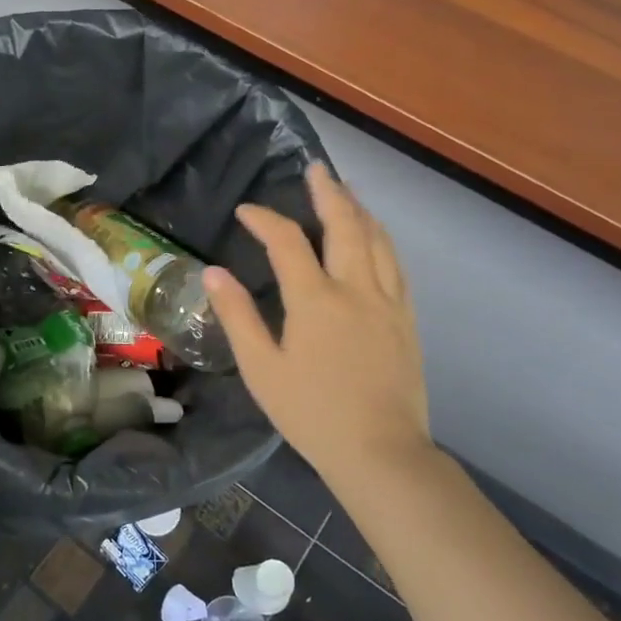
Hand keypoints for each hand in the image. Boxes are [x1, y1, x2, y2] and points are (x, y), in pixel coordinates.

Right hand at [204, 163, 430, 490]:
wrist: (380, 451)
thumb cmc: (311, 413)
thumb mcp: (262, 368)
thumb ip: (238, 316)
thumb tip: (214, 273)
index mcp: (315, 300)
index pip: (287, 241)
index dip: (264, 219)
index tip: (246, 211)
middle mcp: (356, 289)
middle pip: (345, 225)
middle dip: (328, 192)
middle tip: (317, 169)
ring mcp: (388, 302)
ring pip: (377, 239)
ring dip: (359, 209)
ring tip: (346, 192)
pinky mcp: (406, 319)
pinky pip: (396, 264)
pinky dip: (381, 239)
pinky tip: (376, 238)